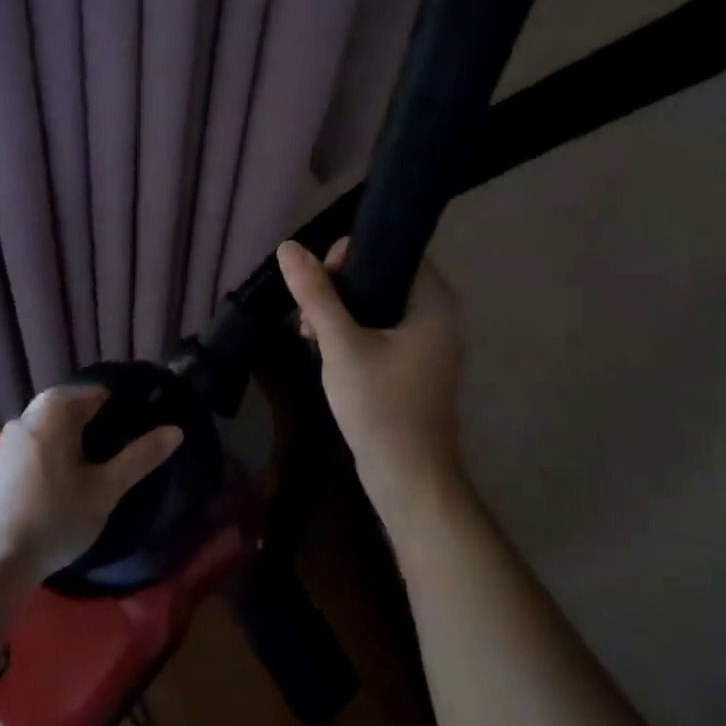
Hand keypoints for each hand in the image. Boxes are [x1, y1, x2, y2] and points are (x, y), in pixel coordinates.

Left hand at [0, 385, 181, 586]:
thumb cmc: (56, 518)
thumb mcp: (106, 489)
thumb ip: (140, 457)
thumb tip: (175, 430)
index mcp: (54, 411)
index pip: (96, 393)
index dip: (120, 406)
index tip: (137, 427)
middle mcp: (25, 416)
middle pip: (67, 407)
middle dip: (92, 421)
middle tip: (114, 448)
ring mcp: (4, 441)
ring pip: (45, 427)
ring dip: (66, 438)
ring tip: (88, 467)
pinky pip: (27, 449)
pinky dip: (44, 455)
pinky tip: (54, 486)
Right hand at [277, 237, 469, 531]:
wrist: (409, 478)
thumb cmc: (380, 406)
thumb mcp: (341, 345)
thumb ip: (316, 294)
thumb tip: (288, 247)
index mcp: (433, 300)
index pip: (392, 249)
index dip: (350, 256)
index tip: (319, 286)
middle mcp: (438, 313)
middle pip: (381, 274)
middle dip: (337, 287)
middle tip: (309, 318)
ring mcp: (428, 340)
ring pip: (376, 302)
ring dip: (339, 311)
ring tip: (310, 336)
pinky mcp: (415, 363)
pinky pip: (380, 328)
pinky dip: (352, 331)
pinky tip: (325, 350)